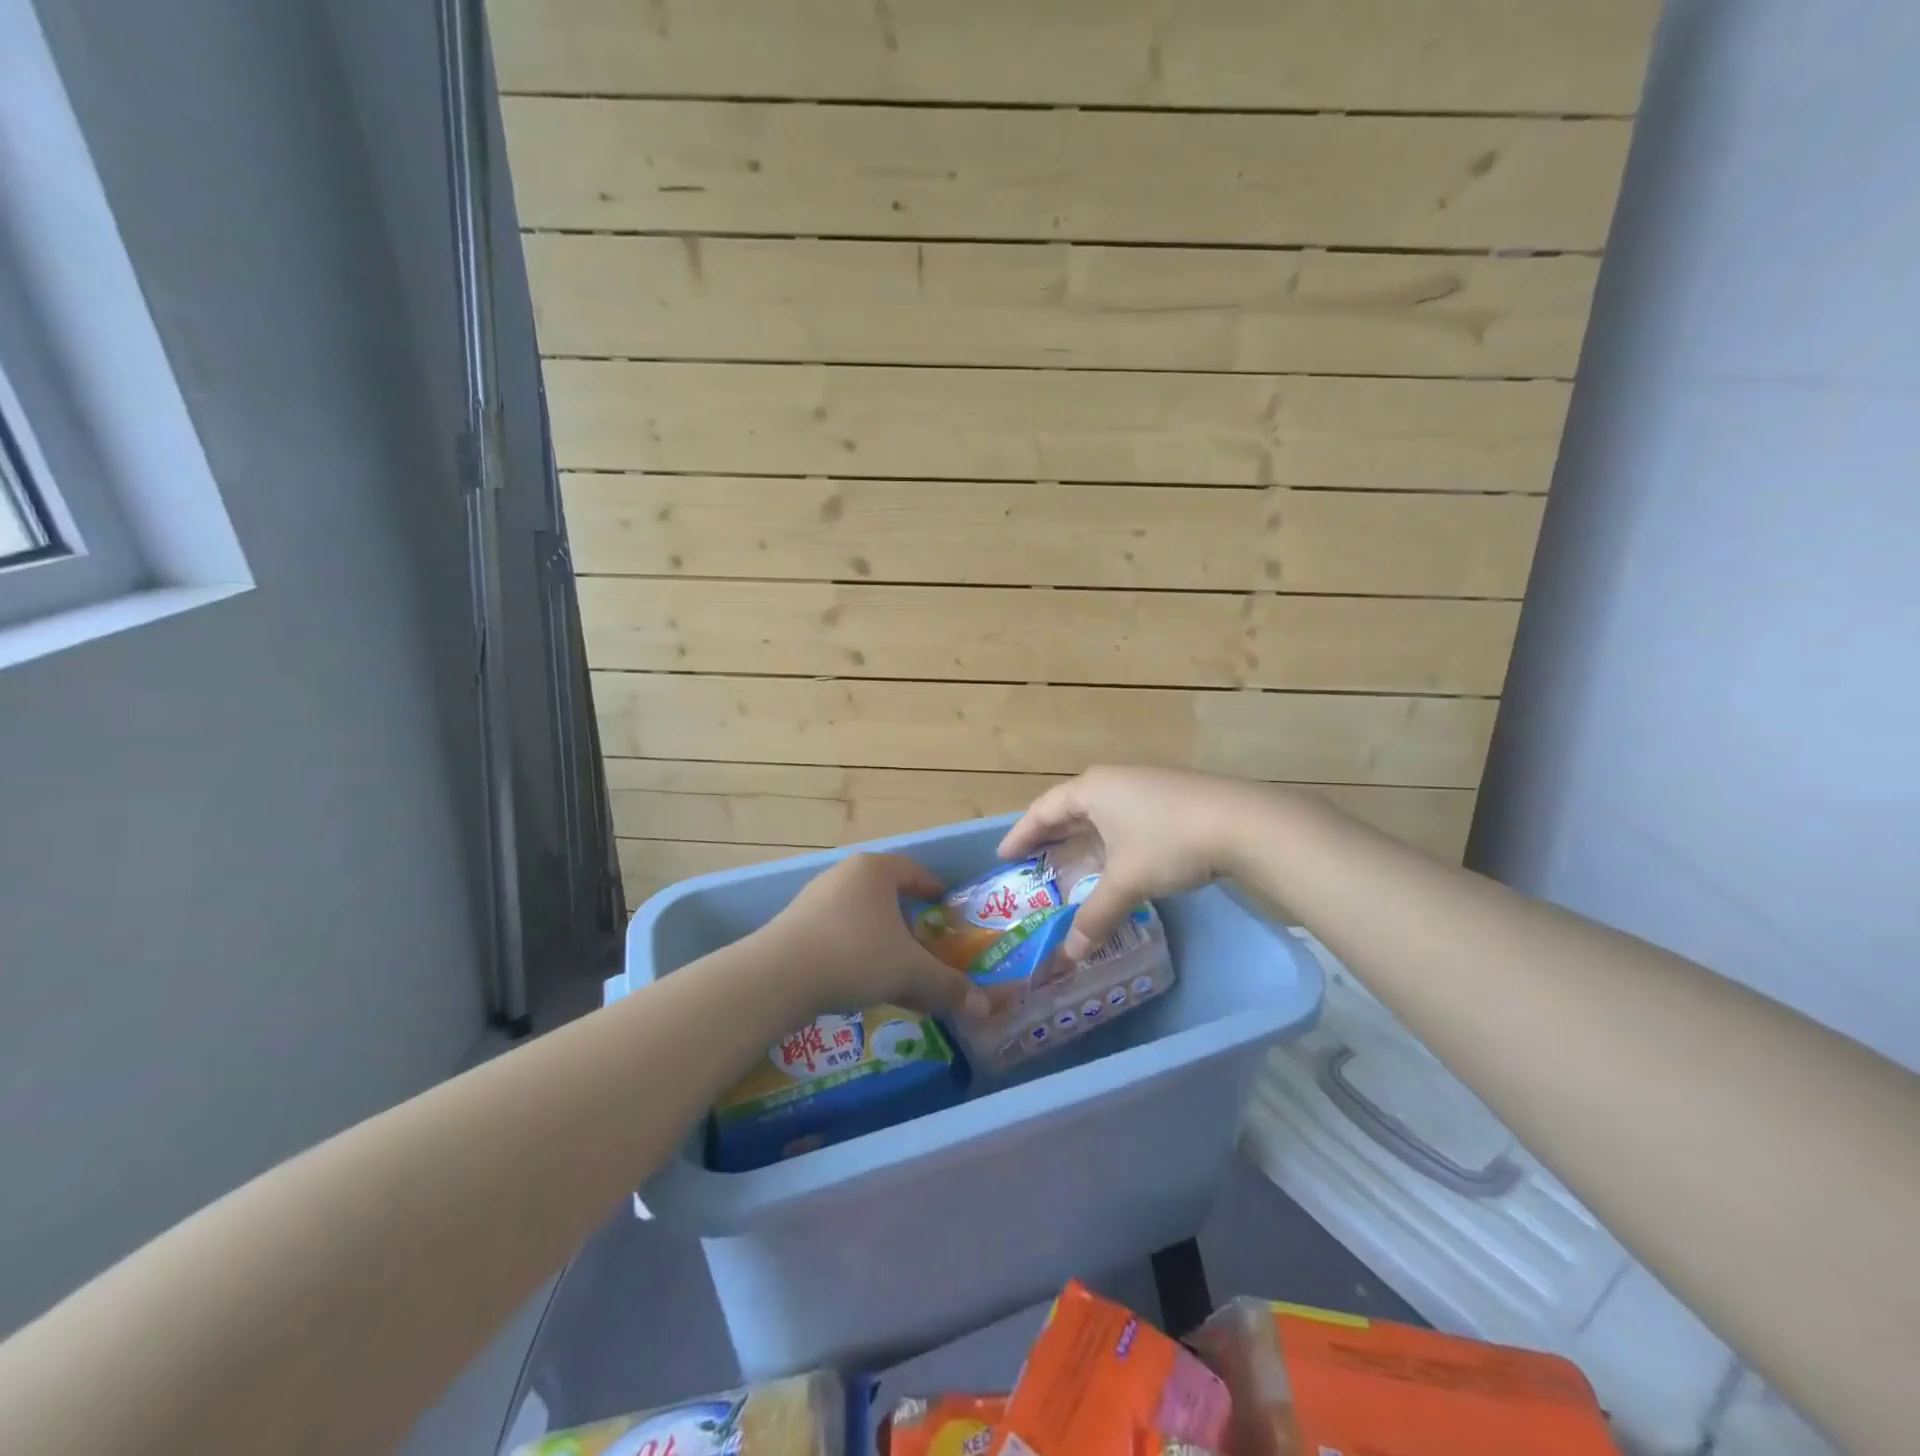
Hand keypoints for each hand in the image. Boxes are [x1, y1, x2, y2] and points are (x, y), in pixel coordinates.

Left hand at [760, 854, 991, 1020]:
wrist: (779, 976)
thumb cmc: (856, 955)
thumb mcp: (910, 971)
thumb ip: (947, 986)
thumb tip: (984, 1006)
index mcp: (876, 870)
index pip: (913, 871)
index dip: (933, 889)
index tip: (946, 906)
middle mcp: (845, 875)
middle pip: (886, 894)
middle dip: (908, 920)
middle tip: (926, 943)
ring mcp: (815, 899)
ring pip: (861, 917)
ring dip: (881, 940)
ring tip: (895, 967)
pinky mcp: (795, 926)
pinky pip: (837, 934)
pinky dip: (856, 952)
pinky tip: (861, 981)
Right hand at [998, 766, 1265, 958]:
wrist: (1244, 822)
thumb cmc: (1171, 843)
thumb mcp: (1128, 882)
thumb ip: (1096, 915)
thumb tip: (1071, 954)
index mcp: (1091, 789)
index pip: (1042, 810)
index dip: (1020, 835)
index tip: (1003, 857)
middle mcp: (1112, 780)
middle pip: (1068, 808)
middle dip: (1048, 836)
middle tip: (1030, 863)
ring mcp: (1143, 784)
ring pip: (1098, 812)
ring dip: (1080, 837)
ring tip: (1067, 863)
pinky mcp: (1168, 795)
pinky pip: (1122, 815)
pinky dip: (1107, 837)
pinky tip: (1114, 857)